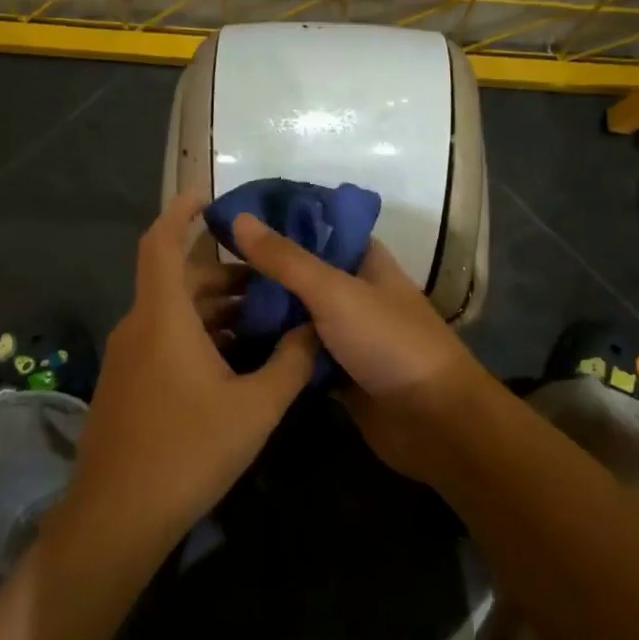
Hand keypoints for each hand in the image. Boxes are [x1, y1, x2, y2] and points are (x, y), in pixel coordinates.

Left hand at [60, 194, 317, 553]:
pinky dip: (199, 334)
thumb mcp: (255, 407)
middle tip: (268, 276)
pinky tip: (235, 358)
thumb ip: (290, 362)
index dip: (180, 210)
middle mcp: (139, 327)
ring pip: (173, 313)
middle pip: (177, 279)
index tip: (209, 194)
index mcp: (163, 317)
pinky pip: (165, 339)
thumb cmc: (189, 451)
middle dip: (221, 271)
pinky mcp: (129, 384)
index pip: (162, 242)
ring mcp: (129, 358)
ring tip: (262, 316)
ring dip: (214, 307)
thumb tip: (314, 328)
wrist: (119, 517)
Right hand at [230, 214, 489, 479]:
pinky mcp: (338, 374)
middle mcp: (354, 293)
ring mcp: (346, 335)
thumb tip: (239, 218)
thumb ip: (287, 259)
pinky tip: (230, 350)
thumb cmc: (390, 342)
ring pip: (296, 318)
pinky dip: (273, 354)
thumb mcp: (335, 292)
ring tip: (207, 309)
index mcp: (364, 261)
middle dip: (260, 275)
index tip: (228, 222)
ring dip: (263, 316)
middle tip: (204, 274)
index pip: (317, 229)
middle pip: (301, 276)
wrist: (434, 421)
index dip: (277, 223)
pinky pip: (298, 357)